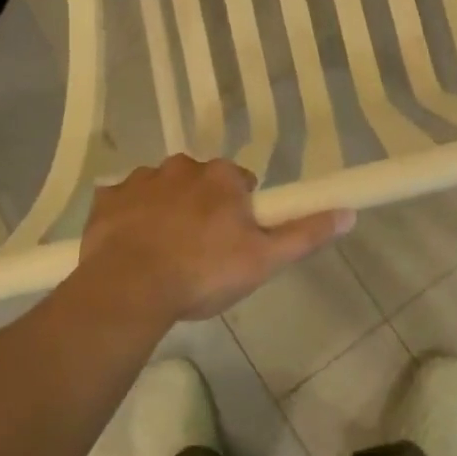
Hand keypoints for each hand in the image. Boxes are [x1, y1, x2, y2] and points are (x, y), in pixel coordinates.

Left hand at [78, 155, 352, 321]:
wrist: (129, 288)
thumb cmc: (203, 272)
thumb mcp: (264, 259)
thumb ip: (305, 234)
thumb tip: (349, 213)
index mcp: (221, 176)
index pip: (240, 183)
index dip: (240, 211)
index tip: (233, 241)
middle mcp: (183, 166)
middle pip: (201, 182)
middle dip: (202, 208)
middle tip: (200, 252)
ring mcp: (141, 180)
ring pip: (162, 189)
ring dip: (166, 211)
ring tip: (164, 254)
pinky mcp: (107, 199)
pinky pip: (124, 202)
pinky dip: (130, 218)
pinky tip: (131, 248)